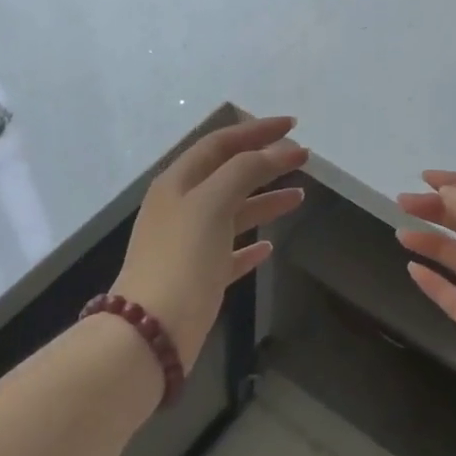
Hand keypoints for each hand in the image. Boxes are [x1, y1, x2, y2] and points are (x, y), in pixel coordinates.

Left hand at [112, 116, 307, 369]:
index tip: (293, 125)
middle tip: (302, 158)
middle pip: (227, 175)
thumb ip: (245, 171)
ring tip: (299, 197)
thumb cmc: (182, 258)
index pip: (220, 144)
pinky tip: (269, 246)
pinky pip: (229, 253)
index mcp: (178, 183)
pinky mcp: (199, 277)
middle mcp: (181, 208)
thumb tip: (280, 150)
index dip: (256, 131)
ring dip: (264, 201)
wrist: (152, 329)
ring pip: (232, 213)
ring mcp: (189, 244)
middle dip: (264, 163)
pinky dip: (249, 245)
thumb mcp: (212, 203)